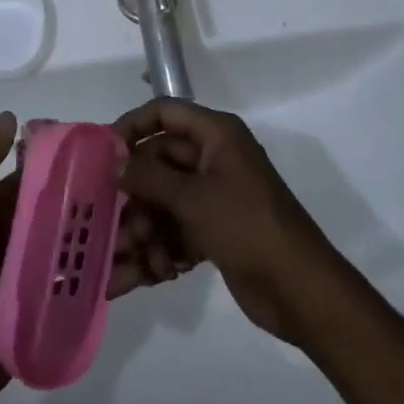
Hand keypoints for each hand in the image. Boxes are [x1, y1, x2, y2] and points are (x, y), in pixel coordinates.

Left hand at [0, 112, 185, 403]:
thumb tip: (10, 116)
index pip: (42, 177)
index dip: (72, 162)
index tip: (113, 148)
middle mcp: (22, 236)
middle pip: (66, 210)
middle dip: (98, 200)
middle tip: (144, 188)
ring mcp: (38, 274)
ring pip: (79, 246)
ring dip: (107, 236)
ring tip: (148, 225)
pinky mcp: (51, 308)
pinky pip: (82, 285)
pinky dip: (105, 275)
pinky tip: (138, 265)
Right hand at [113, 99, 338, 342]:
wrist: (301, 290)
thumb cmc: (247, 226)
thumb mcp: (194, 198)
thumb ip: (150, 178)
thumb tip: (116, 162)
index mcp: (215, 134)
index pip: (165, 113)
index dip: (133, 126)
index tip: (102, 152)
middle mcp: (213, 158)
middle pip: (159, 163)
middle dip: (134, 195)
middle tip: (110, 223)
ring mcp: (214, 196)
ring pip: (164, 202)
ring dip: (143, 230)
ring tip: (125, 261)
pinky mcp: (214, 231)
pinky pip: (176, 231)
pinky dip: (159, 251)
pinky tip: (141, 277)